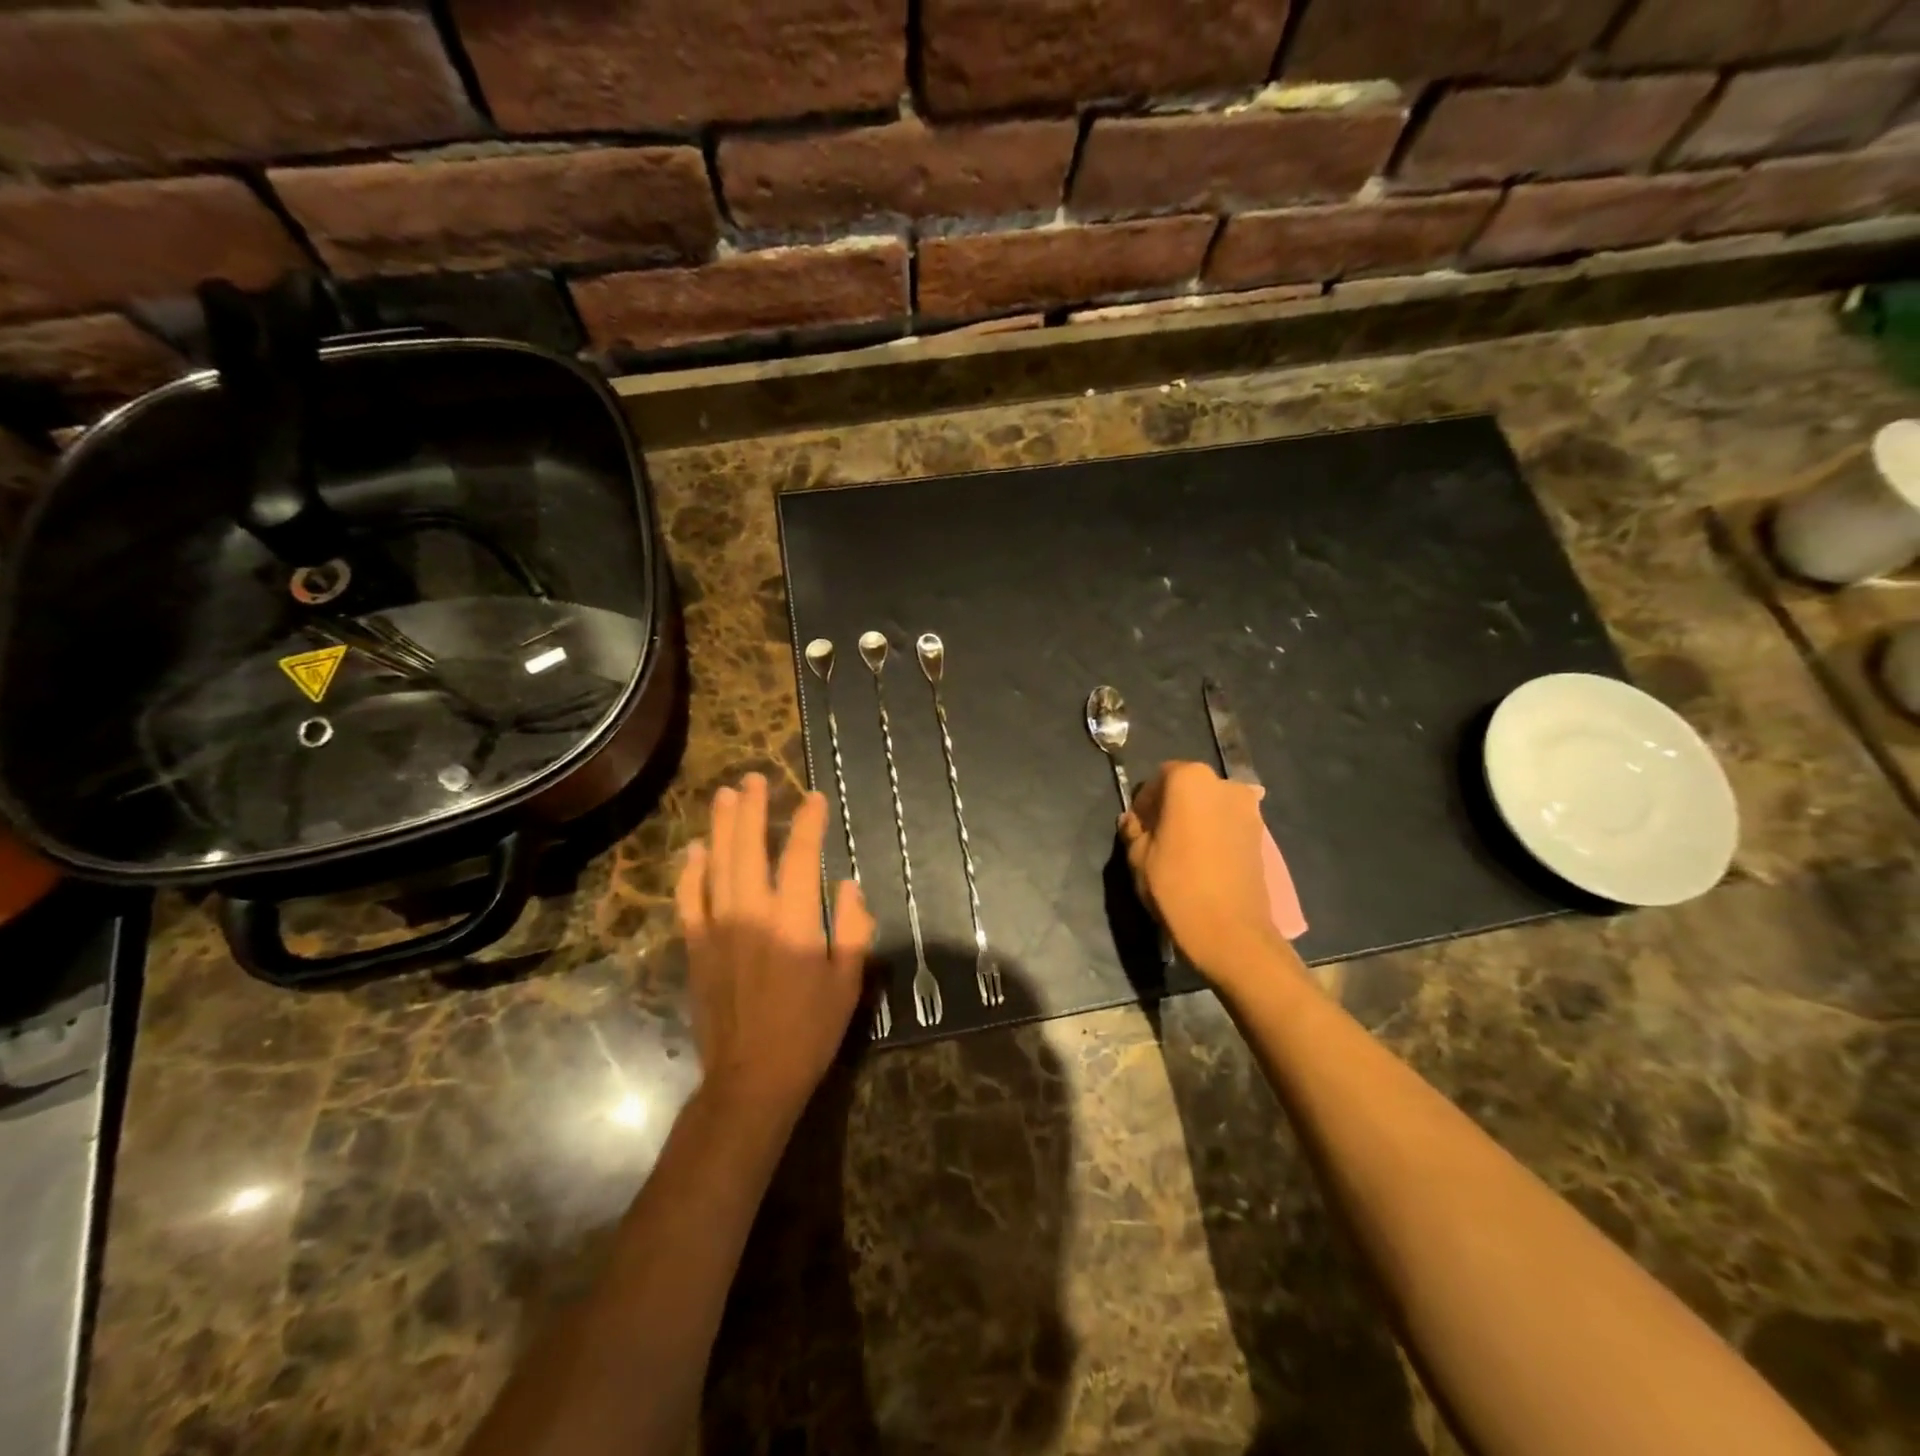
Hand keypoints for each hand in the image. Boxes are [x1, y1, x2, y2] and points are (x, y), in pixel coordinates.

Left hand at [676, 773, 873, 1123]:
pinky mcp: (696, 948)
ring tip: (726, 795)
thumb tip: (846, 886)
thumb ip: (852, 929)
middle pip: (748, 849)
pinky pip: (689, 900)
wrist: (751, 1078)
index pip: (800, 858)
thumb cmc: (809, 1031)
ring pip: (716, 866)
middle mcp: (751, 915)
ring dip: (721, 827)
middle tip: (753, 779)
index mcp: (793, 922)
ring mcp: (717, 929)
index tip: (814, 798)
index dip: (807, 823)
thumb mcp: (848, 983)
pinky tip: (695, 849)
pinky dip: (691, 871)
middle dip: (752, 810)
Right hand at [1120, 761, 1293, 987]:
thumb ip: (1134, 831)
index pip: (1158, 778)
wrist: (1231, 932)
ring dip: (1194, 821)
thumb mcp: (1138, 857)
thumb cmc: (1176, 886)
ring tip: (1180, 853)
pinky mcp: (1261, 836)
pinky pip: (1227, 825)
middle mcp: (1224, 785)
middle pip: (1188, 788)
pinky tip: (1202, 862)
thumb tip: (1133, 821)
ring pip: (1210, 807)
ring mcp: (1249, 810)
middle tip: (1156, 838)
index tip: (1138, 827)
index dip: (1145, 802)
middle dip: (1170, 807)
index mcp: (1190, 780)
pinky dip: (1213, 834)